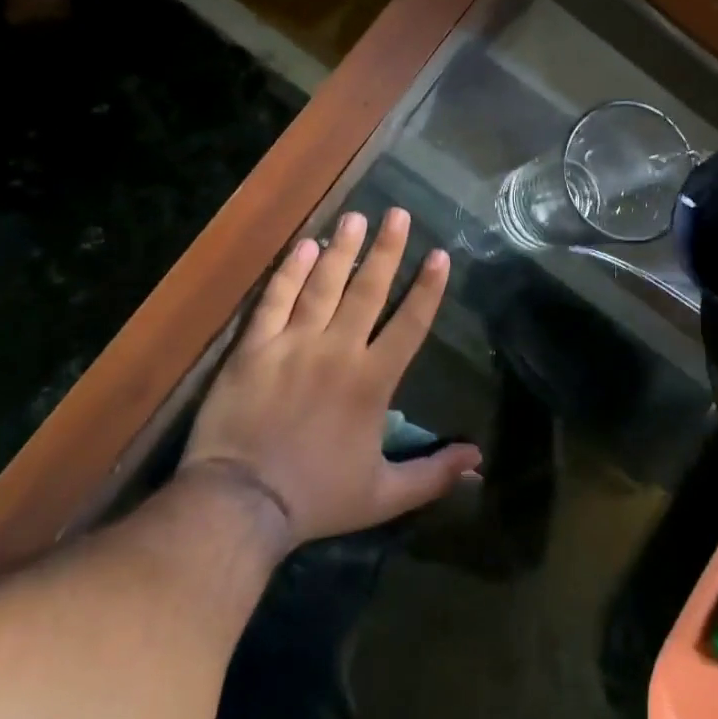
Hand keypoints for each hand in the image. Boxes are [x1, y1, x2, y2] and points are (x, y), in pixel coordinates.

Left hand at [178, 207, 481, 552]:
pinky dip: (291, 272)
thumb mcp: (384, 496)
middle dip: (387, 249)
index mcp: (373, 381)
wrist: (240, 505)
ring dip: (343, 249)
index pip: (410, 323)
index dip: (427, 288)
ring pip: (324, 285)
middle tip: (398, 214)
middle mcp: (338, 350)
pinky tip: (306, 246)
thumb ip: (433, 474)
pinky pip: (276, 300)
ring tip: (356, 217)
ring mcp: (293, 344)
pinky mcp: (254, 348)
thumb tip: (477, 460)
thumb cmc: (316, 498)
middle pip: (368, 290)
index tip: (439, 254)